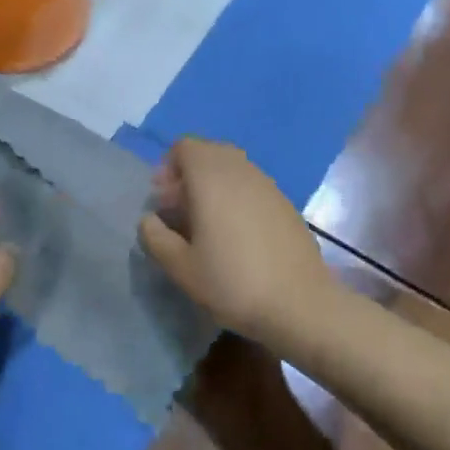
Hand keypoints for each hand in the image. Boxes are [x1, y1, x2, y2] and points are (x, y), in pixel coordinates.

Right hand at [139, 137, 335, 344]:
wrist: (299, 303)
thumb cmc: (232, 282)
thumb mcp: (181, 267)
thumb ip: (156, 237)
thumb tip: (150, 219)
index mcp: (212, 177)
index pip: (185, 146)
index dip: (168, 168)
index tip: (164, 203)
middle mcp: (242, 171)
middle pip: (210, 153)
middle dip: (190, 175)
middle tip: (181, 213)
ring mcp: (269, 185)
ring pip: (234, 169)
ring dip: (215, 187)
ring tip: (207, 227)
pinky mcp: (287, 204)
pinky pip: (253, 187)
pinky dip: (238, 198)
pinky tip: (238, 237)